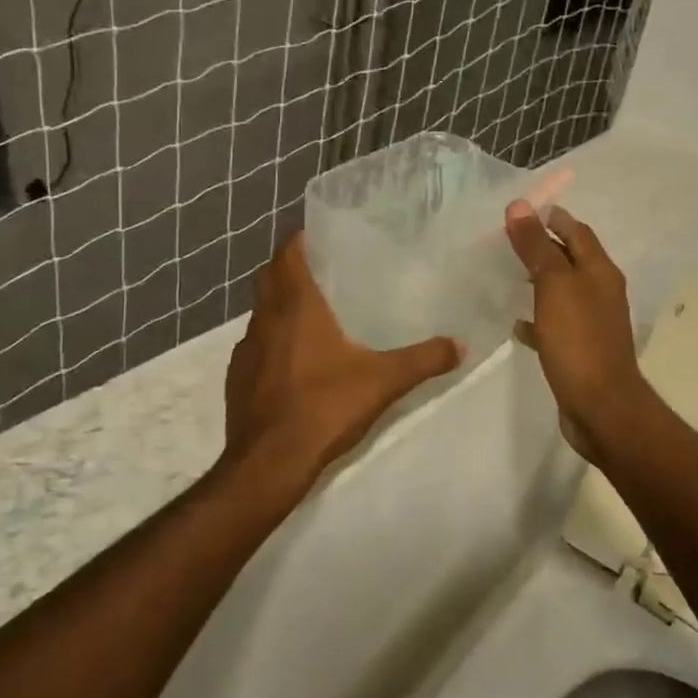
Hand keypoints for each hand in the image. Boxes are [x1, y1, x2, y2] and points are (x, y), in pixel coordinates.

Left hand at [223, 232, 462, 489]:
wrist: (269, 463)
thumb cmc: (324, 408)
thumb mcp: (383, 382)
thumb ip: (423, 360)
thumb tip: (461, 344)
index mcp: (295, 307)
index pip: (288, 254)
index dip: (300, 239)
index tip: (320, 234)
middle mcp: (264, 320)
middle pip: (270, 278)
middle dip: (290, 267)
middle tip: (323, 269)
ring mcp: (245, 349)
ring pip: (261, 313)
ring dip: (280, 305)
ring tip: (312, 314)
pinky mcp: (237, 378)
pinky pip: (256, 345)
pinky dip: (272, 341)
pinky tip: (294, 362)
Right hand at [504, 200, 651, 461]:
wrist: (601, 407)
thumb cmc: (579, 341)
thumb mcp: (554, 286)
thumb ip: (537, 247)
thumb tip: (520, 206)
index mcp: (600, 271)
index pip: (576, 231)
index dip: (551, 217)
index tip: (520, 210)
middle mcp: (601, 292)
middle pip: (571, 259)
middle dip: (543, 247)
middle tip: (507, 240)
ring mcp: (592, 323)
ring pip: (562, 291)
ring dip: (539, 281)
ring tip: (507, 275)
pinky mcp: (580, 350)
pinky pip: (555, 324)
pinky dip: (537, 318)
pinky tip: (516, 323)